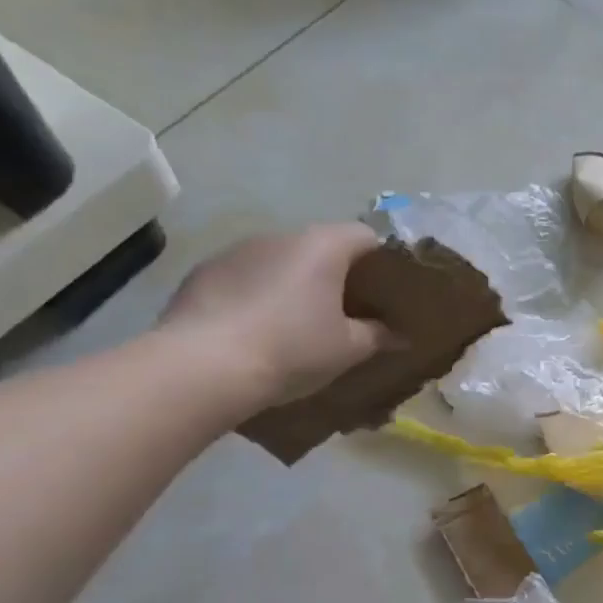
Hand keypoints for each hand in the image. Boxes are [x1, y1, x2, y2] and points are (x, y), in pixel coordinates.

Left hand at [159, 224, 393, 409]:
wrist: (202, 367)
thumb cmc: (291, 349)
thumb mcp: (348, 349)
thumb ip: (378, 335)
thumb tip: (400, 335)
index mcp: (322, 246)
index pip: (365, 235)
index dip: (381, 260)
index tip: (386, 291)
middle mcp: (279, 236)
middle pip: (321, 246)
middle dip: (336, 274)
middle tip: (346, 312)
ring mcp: (236, 251)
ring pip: (280, 260)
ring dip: (293, 283)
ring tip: (296, 324)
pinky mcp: (203, 272)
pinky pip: (244, 277)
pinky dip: (257, 295)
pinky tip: (255, 330)